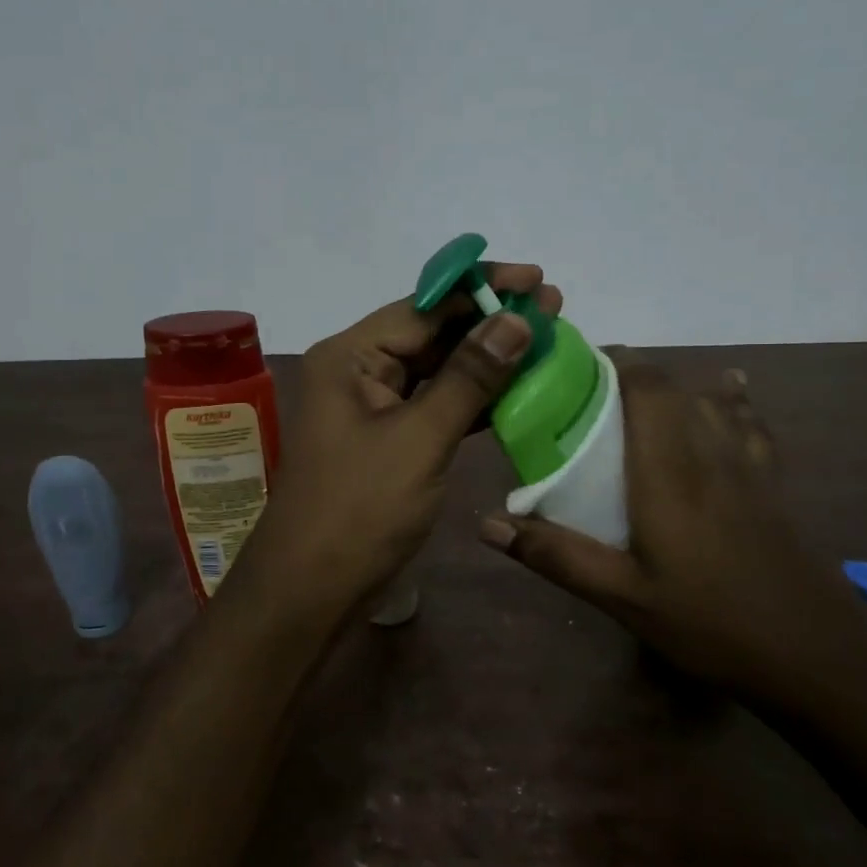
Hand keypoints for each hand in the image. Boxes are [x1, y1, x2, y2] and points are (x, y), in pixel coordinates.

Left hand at [230, 265, 562, 625]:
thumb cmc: (360, 509)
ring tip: (546, 340)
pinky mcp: (388, 440)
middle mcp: (357, 371)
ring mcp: (372, 408)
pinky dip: (474, 399)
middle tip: (553, 308)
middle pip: (430, 333)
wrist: (313, 588)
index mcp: (350, 356)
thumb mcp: (420, 438)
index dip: (481, 288)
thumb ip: (470, 377)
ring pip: (437, 370)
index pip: (422, 306)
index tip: (536, 278)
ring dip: (487, 359)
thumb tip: (517, 319)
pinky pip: (435, 406)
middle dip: (490, 321)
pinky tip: (518, 389)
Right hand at [479, 349, 839, 695]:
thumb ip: (556, 555)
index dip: (614, 362)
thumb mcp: (622, 596)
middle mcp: (710, 453)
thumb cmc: (710, 622)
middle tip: (590, 393)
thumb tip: (487, 523)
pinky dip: (732, 400)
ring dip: (676, 385)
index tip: (574, 366)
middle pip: (675, 386)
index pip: (647, 387)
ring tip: (640, 395)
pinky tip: (729, 394)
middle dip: (633, 373)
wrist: (818, 657)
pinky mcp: (773, 485)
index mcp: (668, 471)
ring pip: (713, 400)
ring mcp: (749, 466)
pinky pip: (750, 423)